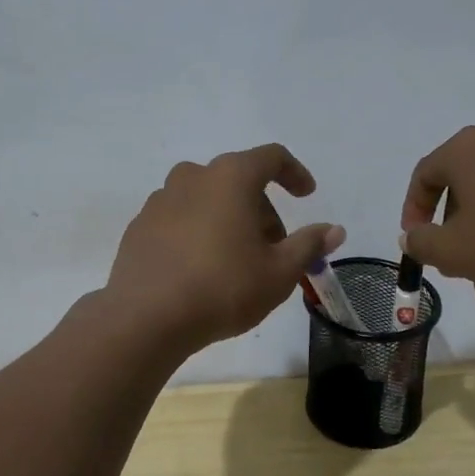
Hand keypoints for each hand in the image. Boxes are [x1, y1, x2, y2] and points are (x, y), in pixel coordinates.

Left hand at [107, 144, 344, 351]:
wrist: (146, 318)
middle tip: (274, 250)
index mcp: (230, 177)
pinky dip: (198, 232)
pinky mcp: (139, 226)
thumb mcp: (279, 272)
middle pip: (238, 181)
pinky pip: (180, 218)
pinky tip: (201, 269)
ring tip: (237, 261)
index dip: (294, 173)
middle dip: (262, 210)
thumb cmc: (223, 288)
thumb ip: (308, 245)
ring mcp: (160, 200)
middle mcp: (192, 177)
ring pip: (207, 199)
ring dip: (229, 220)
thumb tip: (334, 229)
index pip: (271, 157)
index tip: (307, 195)